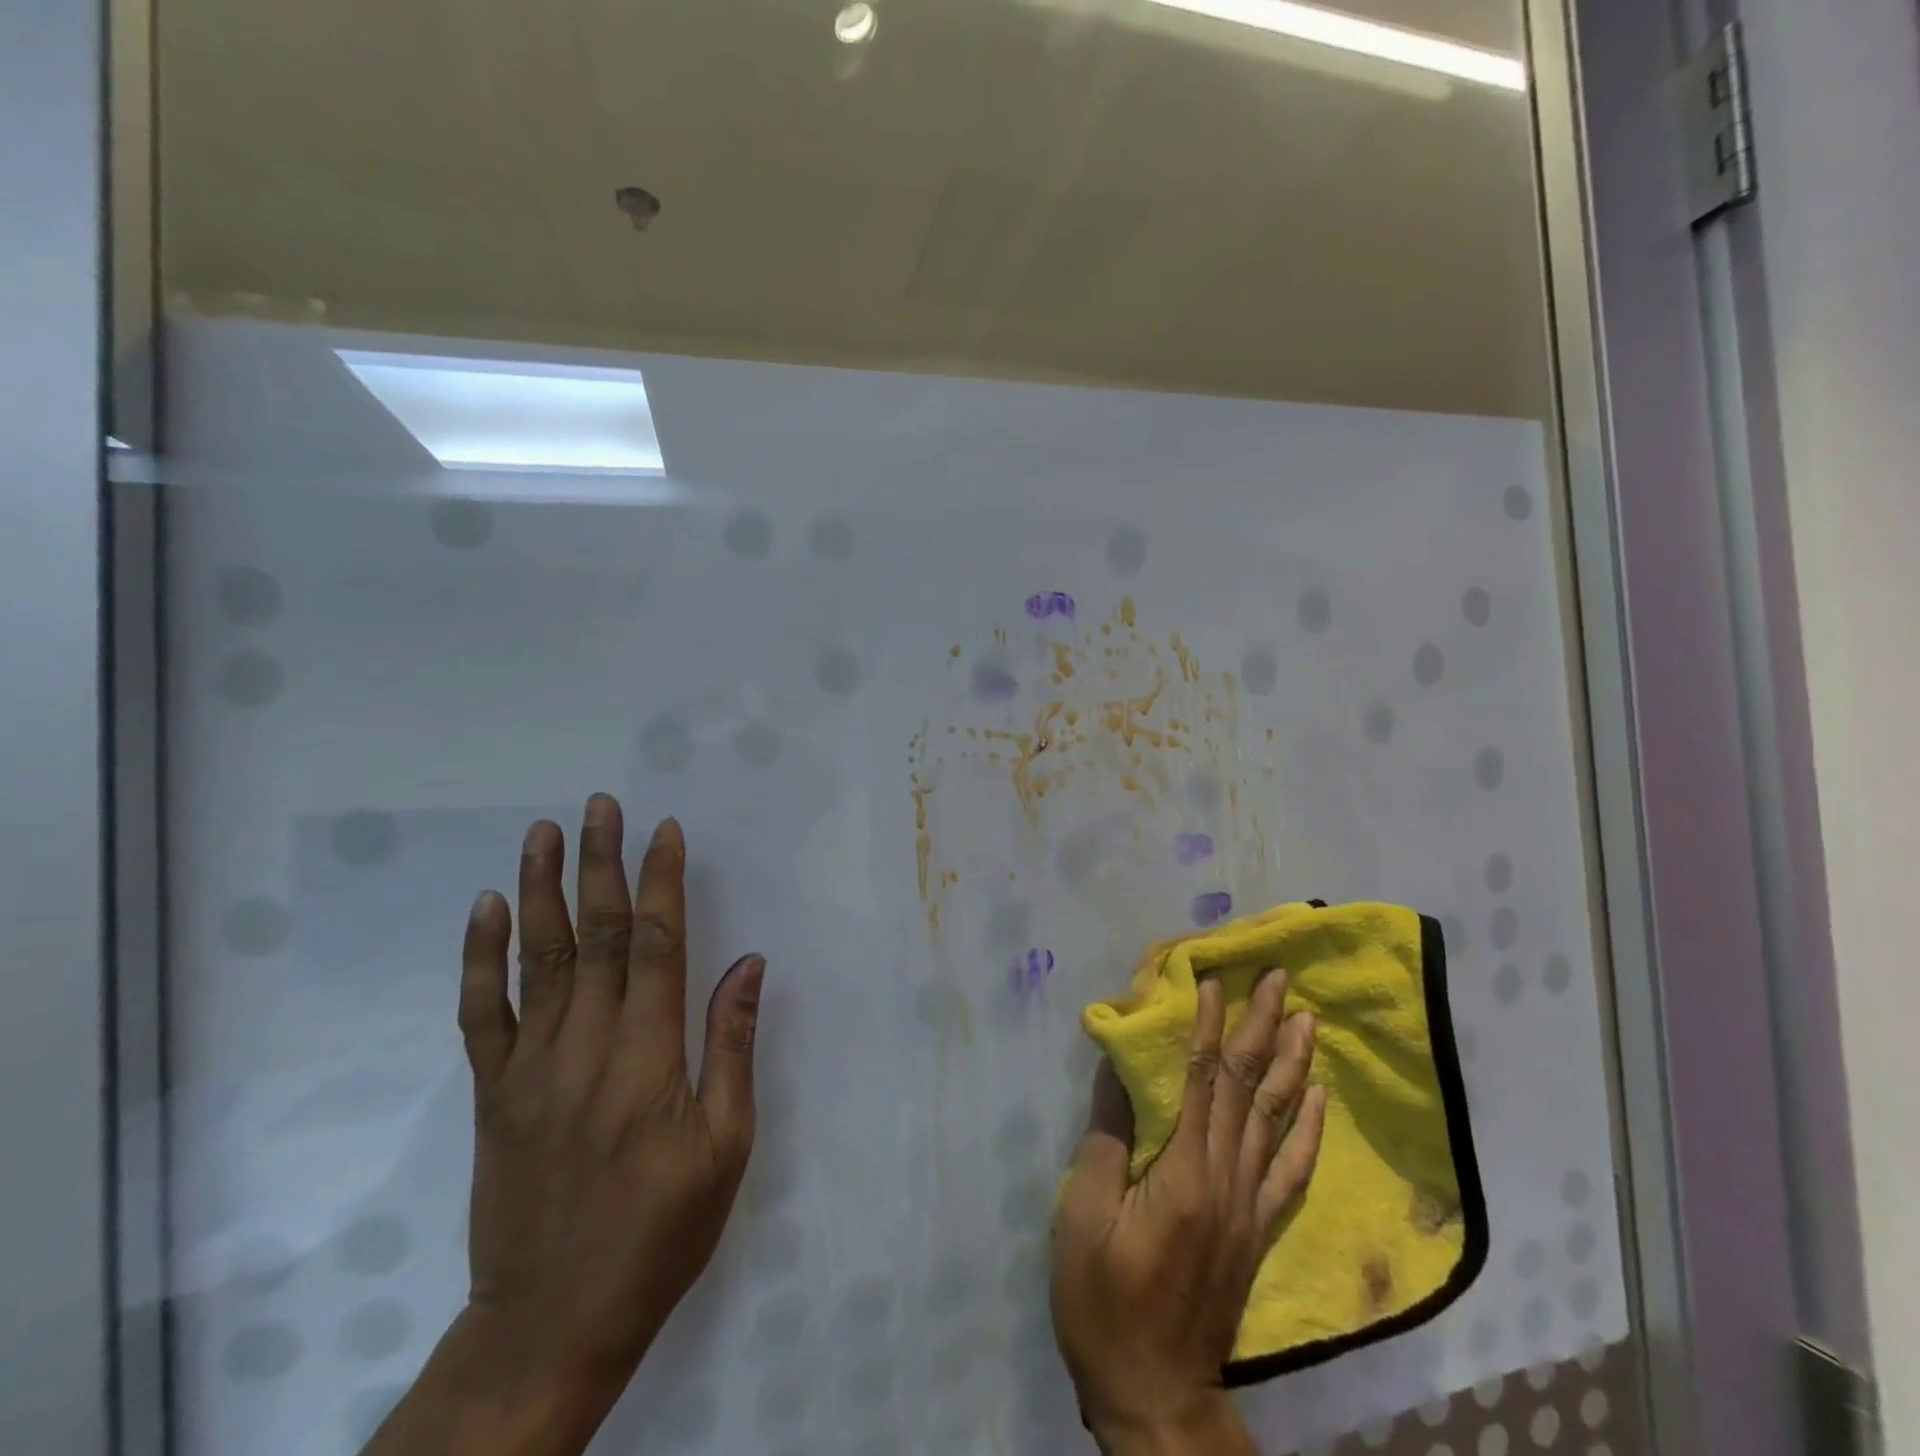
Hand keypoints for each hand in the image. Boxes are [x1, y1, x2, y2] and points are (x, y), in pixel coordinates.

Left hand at [361, 795, 765, 1455]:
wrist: (552, 1322)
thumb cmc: (660, 1232)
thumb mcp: (725, 1146)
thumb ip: (731, 1047)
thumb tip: (747, 963)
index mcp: (648, 1058)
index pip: (655, 945)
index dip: (661, 882)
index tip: (665, 831)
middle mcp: (585, 1047)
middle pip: (593, 936)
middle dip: (600, 863)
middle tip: (601, 805)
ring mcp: (530, 1068)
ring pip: (536, 960)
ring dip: (541, 889)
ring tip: (545, 832)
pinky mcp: (494, 1093)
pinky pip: (481, 1014)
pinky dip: (482, 957)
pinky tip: (489, 908)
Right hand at [1051, 970, 1326, 1454]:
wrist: (1154, 1392)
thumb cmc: (1102, 1300)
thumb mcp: (1082, 1216)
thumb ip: (1106, 1138)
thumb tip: (1119, 1070)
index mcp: (1182, 1173)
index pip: (1200, 1079)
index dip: (1206, 1025)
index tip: (1213, 978)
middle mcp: (1226, 1180)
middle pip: (1247, 1088)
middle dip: (1262, 1026)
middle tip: (1279, 977)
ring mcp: (1248, 1206)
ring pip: (1276, 1119)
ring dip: (1292, 1063)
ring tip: (1307, 1018)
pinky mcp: (1256, 1230)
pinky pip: (1290, 1171)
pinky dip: (1308, 1129)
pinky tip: (1318, 1097)